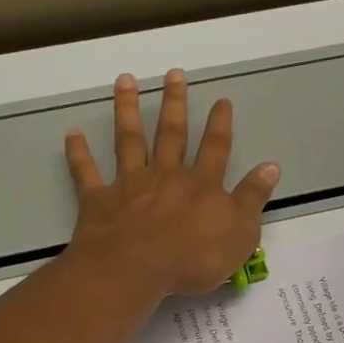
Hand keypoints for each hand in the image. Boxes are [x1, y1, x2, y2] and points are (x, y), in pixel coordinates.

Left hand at [64, 70, 280, 296]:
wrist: (136, 269)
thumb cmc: (193, 257)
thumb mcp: (240, 233)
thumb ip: (253, 198)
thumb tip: (271, 166)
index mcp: (201, 184)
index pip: (215, 148)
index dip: (220, 123)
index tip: (221, 100)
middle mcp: (166, 175)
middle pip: (171, 133)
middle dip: (174, 102)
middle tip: (173, 74)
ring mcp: (130, 184)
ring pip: (129, 140)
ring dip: (126, 109)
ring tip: (125, 80)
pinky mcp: (99, 200)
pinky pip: (86, 173)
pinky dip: (79, 154)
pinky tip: (72, 134)